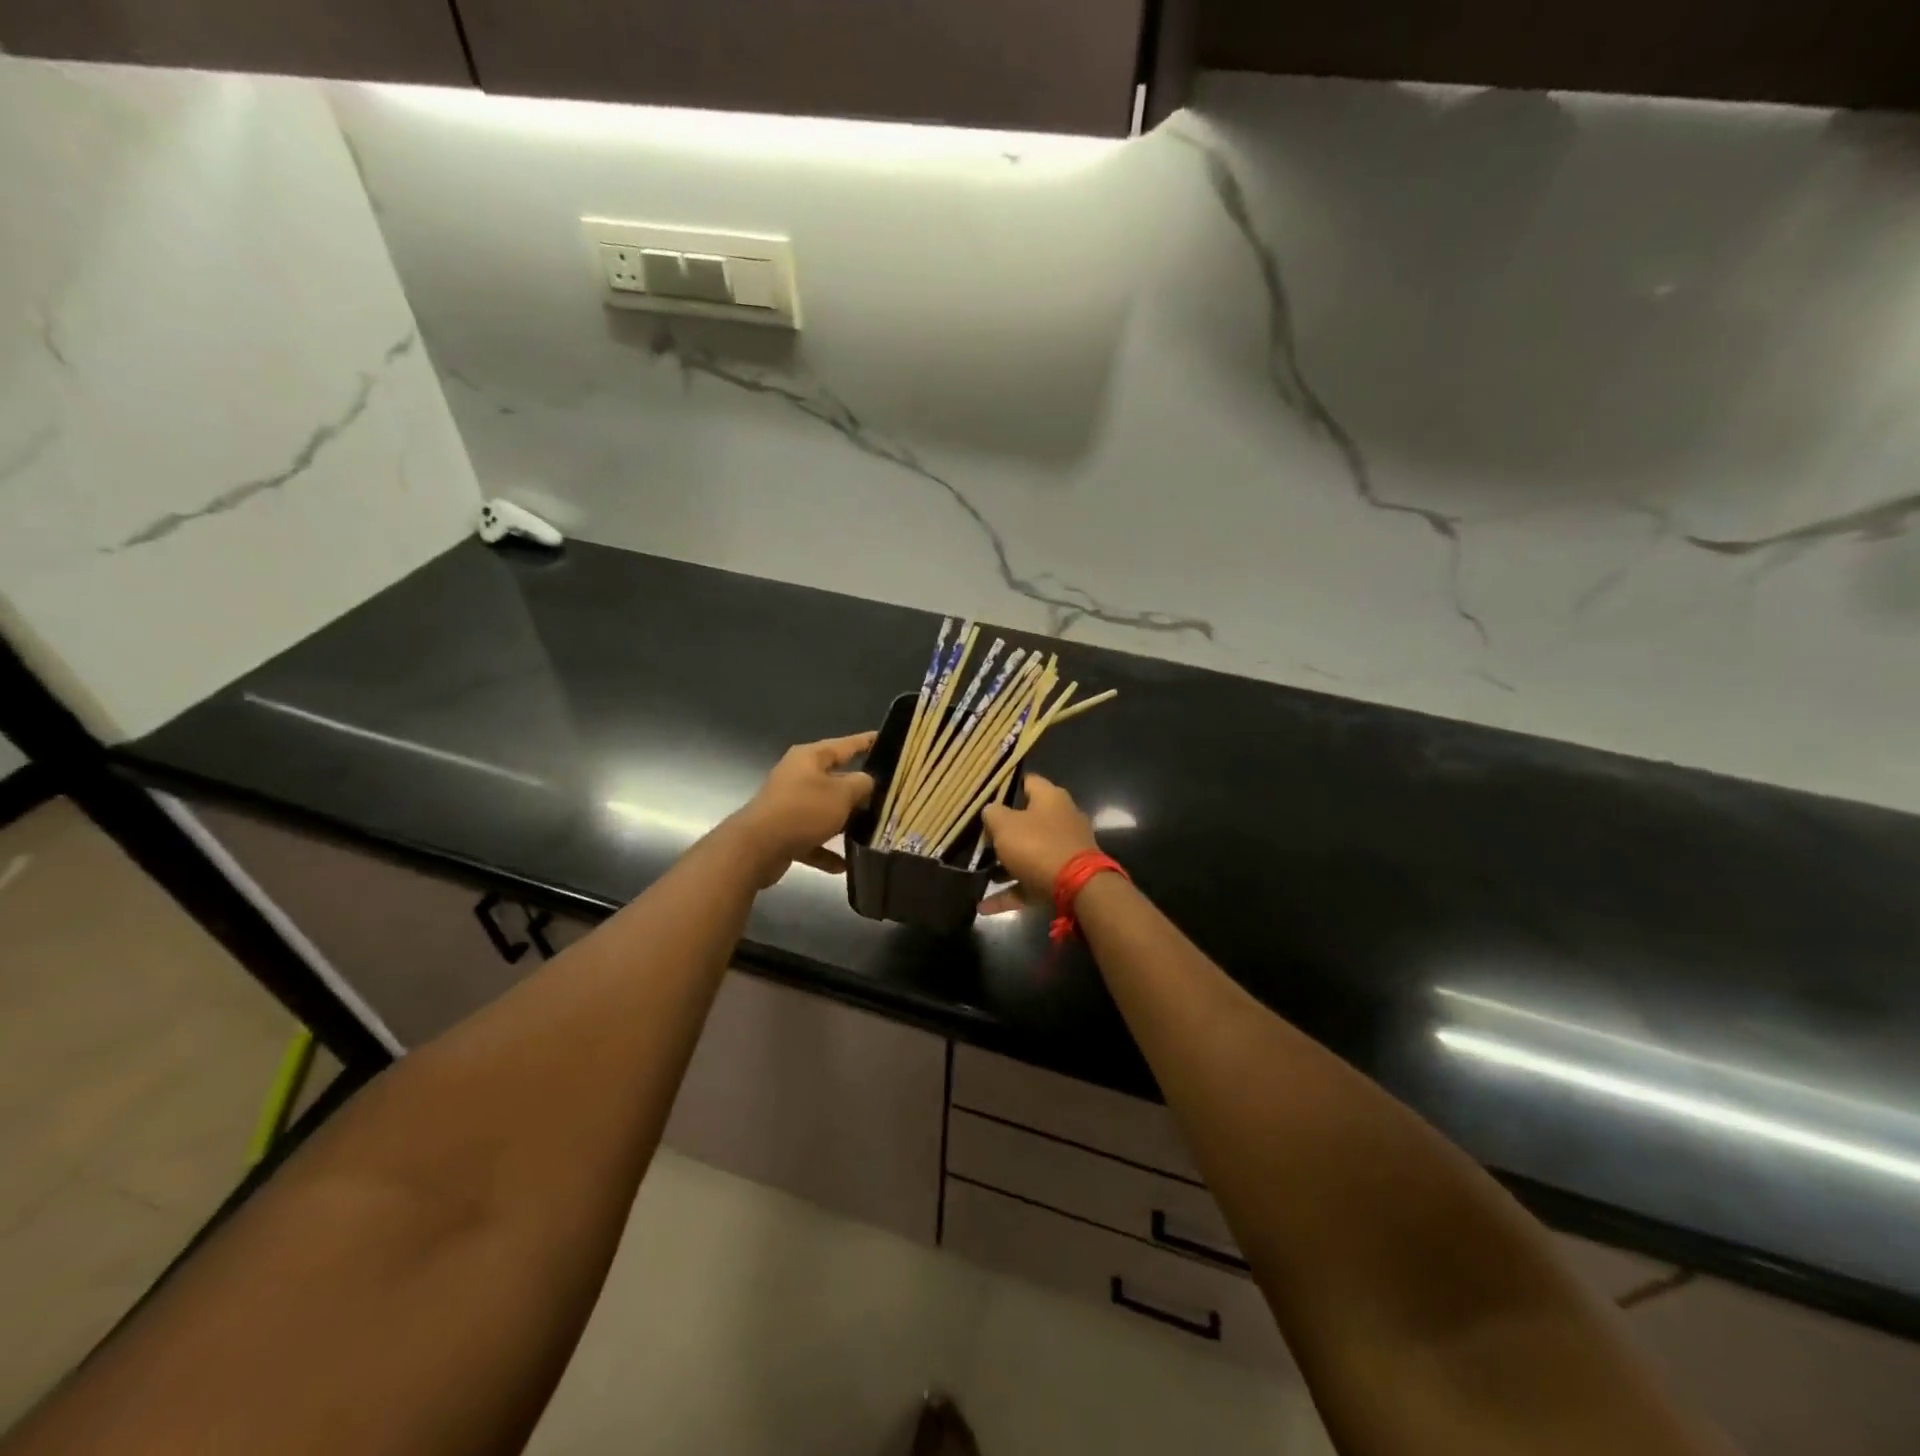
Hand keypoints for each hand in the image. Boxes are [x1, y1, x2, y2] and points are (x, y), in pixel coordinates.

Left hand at [730, 732, 875, 885]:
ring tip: (870, 831)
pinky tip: (844, 866)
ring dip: (844, 823)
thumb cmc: (803, 810)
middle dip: (859, 790)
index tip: (885, 738)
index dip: (866, 741)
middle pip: (835, 779)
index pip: (845, 745)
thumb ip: (861, 784)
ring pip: (824, 811)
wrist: (756, 847)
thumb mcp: (842, 794)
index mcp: (810, 758)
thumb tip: (867, 782)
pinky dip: (826, 851)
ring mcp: (789, 805)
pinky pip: (812, 839)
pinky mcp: (784, 832)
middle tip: (888, 796)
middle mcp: (798, 776)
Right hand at [979, 774, 1098, 914]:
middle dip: (1005, 830)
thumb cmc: (1037, 846)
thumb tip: (991, 811)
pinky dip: (1011, 891)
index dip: (1008, 786)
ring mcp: (1067, 849)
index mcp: (1051, 797)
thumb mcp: (1004, 825)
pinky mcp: (1066, 877)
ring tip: (979, 872)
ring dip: (1006, 864)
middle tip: (981, 838)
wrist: (1078, 888)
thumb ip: (992, 814)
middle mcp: (1063, 818)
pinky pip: (1032, 881)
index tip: (988, 796)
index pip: (1028, 781)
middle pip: (1029, 819)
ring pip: (1030, 852)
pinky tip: (984, 906)